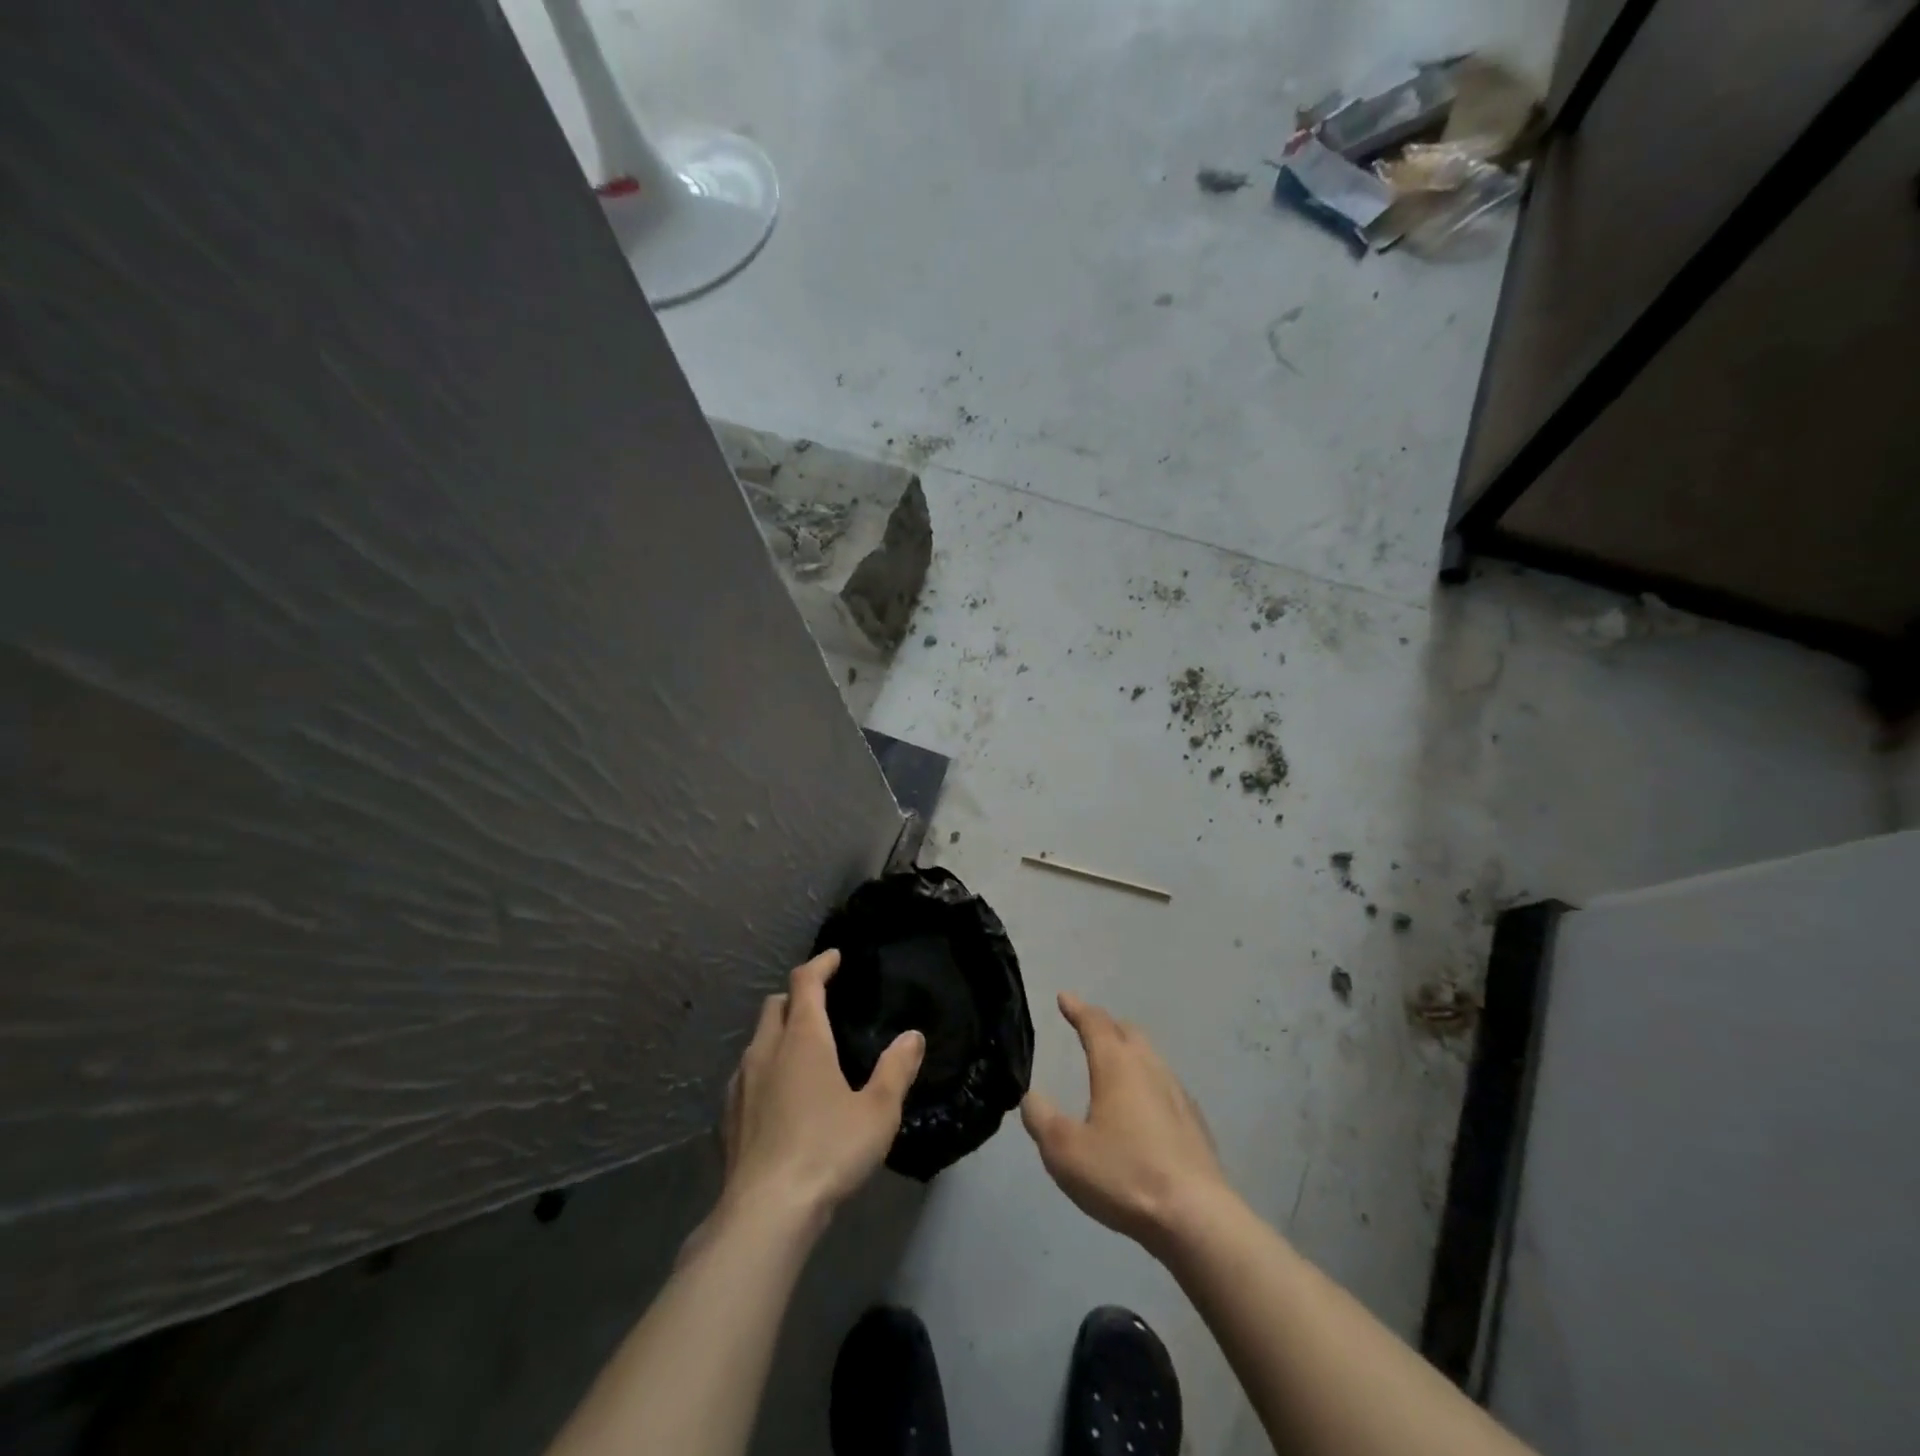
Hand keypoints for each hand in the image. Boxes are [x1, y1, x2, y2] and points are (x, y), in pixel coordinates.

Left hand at [715, 950, 925, 1230]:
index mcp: (802, 1039)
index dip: (820, 964)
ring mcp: (740, 1084)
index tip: (834, 957)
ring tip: (802, 1053)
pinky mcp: (727, 1118)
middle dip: (796, 996)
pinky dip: (764, 1069)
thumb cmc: (827, 1151)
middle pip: (775, 1005)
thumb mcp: (878, 1112)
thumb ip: (896, 1070)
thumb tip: (912, 1037)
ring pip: (757, 1040)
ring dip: (778, 1034)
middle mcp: (766, 1051)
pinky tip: (778, 1097)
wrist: (765, 1214)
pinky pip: (746, 1075)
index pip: (805, 983)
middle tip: (821, 1005)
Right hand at [1021, 992, 1233, 1254]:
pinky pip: (1166, 1086)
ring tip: (1114, 1062)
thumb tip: (1031, 1096)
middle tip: (1088, 1027)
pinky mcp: (1194, 1123)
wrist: (1195, 1217)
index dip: (1077, 1008)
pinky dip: (1147, 1082)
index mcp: (1116, 1065)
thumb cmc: (1124, 1175)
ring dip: (1129, 1051)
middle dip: (1106, 1025)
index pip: (1094, 1023)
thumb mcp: (1065, 1151)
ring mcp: (1177, 1094)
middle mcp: (1149, 1068)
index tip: (1064, 997)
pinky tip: (1145, 1105)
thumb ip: (1041, 1118)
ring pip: (1150, 1057)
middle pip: (1127, 1033)